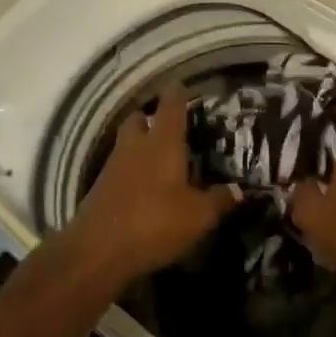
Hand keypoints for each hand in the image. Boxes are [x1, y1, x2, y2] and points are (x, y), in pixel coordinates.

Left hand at [65, 80, 240, 283]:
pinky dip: (131, 171)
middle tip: (168, 126)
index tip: (182, 85)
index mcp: (162, 143)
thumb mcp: (198, 216)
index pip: (171, 106)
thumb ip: (219, 200)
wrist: (97, 251)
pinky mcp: (100, 189)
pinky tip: (144, 187)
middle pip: (140, 119)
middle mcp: (135, 147)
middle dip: (152, 118)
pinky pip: (119, 169)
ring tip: (160, 158)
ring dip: (139, 145)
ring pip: (126, 143)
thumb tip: (237, 190)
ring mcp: (113, 167)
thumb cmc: (154, 223)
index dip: (178, 94)